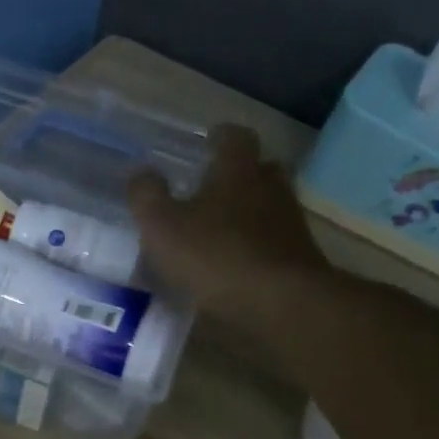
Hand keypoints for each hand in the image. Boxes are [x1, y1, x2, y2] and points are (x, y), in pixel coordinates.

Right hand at [128, 124, 325, 331]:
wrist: (281, 302)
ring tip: (224, 227)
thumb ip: (147, 196)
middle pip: (261, 168)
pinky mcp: (299, 258)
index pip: (235, 138)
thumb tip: (139, 172)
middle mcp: (270, 188)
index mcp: (237, 171)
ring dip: (251, 210)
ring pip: (271, 205)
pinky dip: (258, 244)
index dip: (221, 136)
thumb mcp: (163, 227)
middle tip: (217, 183)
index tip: (210, 138)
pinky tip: (239, 261)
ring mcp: (290, 224)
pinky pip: (275, 240)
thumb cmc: (216, 255)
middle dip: (241, 172)